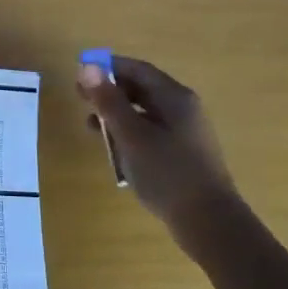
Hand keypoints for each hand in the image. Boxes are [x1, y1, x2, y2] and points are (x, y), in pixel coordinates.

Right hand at [78, 55, 236, 228]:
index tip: (79, 73)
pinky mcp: (180, 154)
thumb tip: (88, 67)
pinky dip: (128, 133)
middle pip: (141, 89)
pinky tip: (113, 148)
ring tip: (90, 124)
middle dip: (109, 90)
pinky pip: (149, 132)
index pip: (138, 70)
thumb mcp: (131, 135)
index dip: (108, 67)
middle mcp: (182, 109)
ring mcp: (183, 132)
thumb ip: (109, 101)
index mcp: (175, 98)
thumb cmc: (168, 172)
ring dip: (116, 114)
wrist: (208, 221)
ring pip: (144, 112)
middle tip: (80, 98)